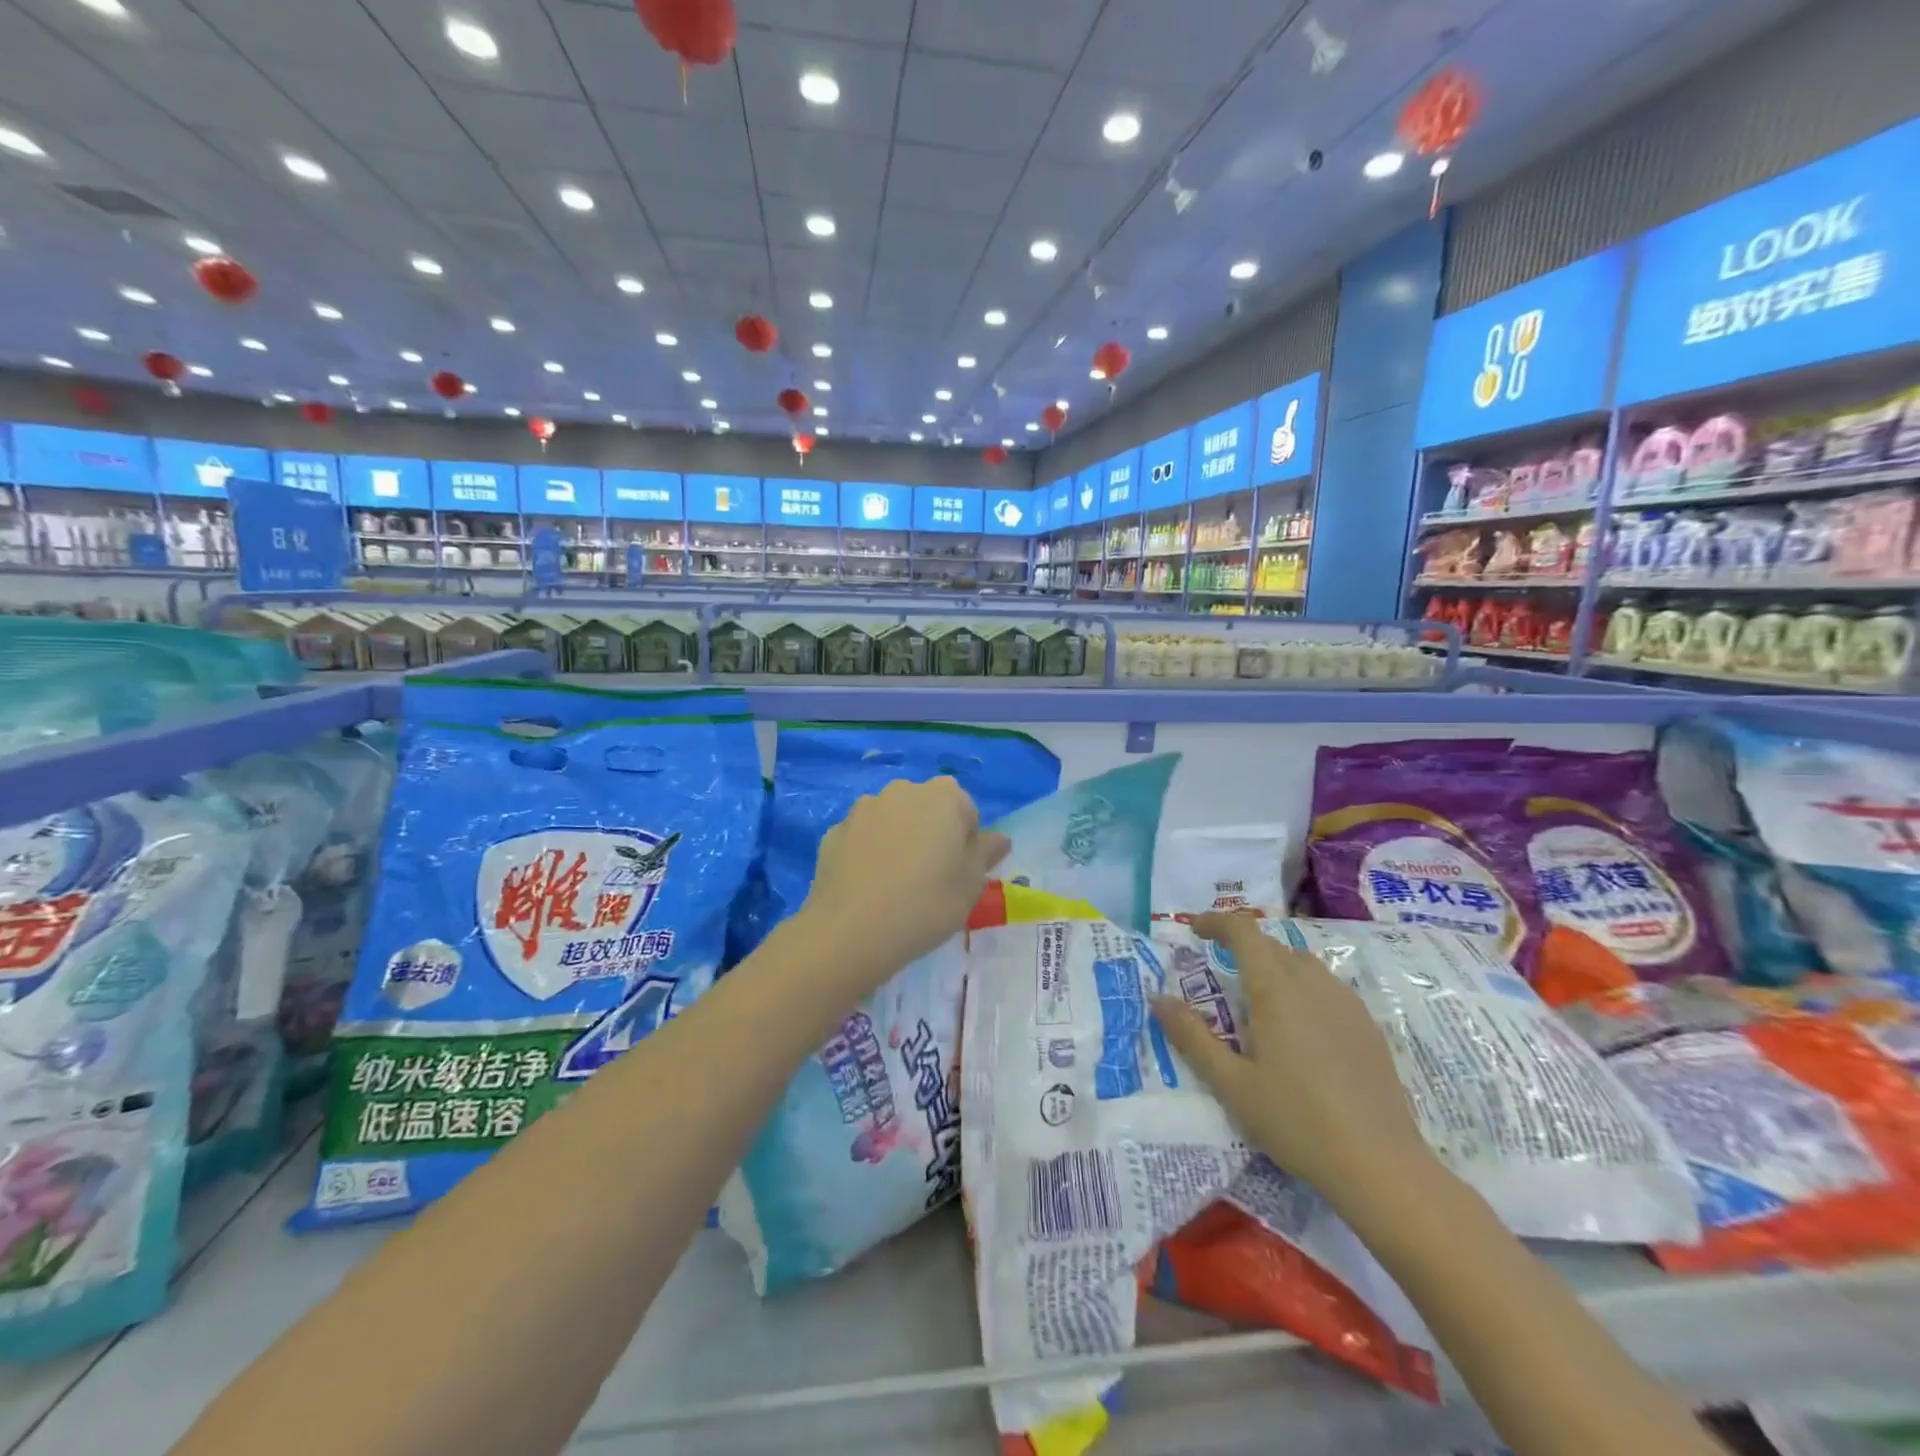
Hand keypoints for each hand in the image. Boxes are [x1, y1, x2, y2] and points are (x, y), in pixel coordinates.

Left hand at [798, 777, 1009, 993]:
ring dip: (897, 840)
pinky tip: (868, 888)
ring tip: (895, 886)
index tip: (959, 874)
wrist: (851, 931)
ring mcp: (863, 808)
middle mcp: (902, 790)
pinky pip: (862, 839)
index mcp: (944, 795)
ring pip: (892, 821)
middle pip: (927, 809)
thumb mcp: (971, 884)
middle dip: (931, 834)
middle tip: (931, 879)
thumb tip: (999, 838)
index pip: (966, 811)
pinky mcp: (834, 831)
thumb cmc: (927, 904)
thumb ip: (986, 853)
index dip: (966, 842)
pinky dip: (868, 854)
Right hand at [1152, 913, 1437, 1210]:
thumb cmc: (1296, 1121)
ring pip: (1301, 962)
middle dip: (1240, 946)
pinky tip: (1298, 1028)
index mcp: (1275, 988)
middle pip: (1271, 944)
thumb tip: (1158, 999)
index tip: (1193, 930)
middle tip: (1216, 972)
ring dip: (1272, 965)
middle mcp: (1311, 983)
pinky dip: (1301, 987)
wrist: (1381, 1165)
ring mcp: (1345, 1002)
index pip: (1243, 931)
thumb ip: (1192, 1037)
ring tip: (1256, 999)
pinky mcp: (1367, 1025)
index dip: (1215, 922)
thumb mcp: (1232, 1084)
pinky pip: (1326, 986)